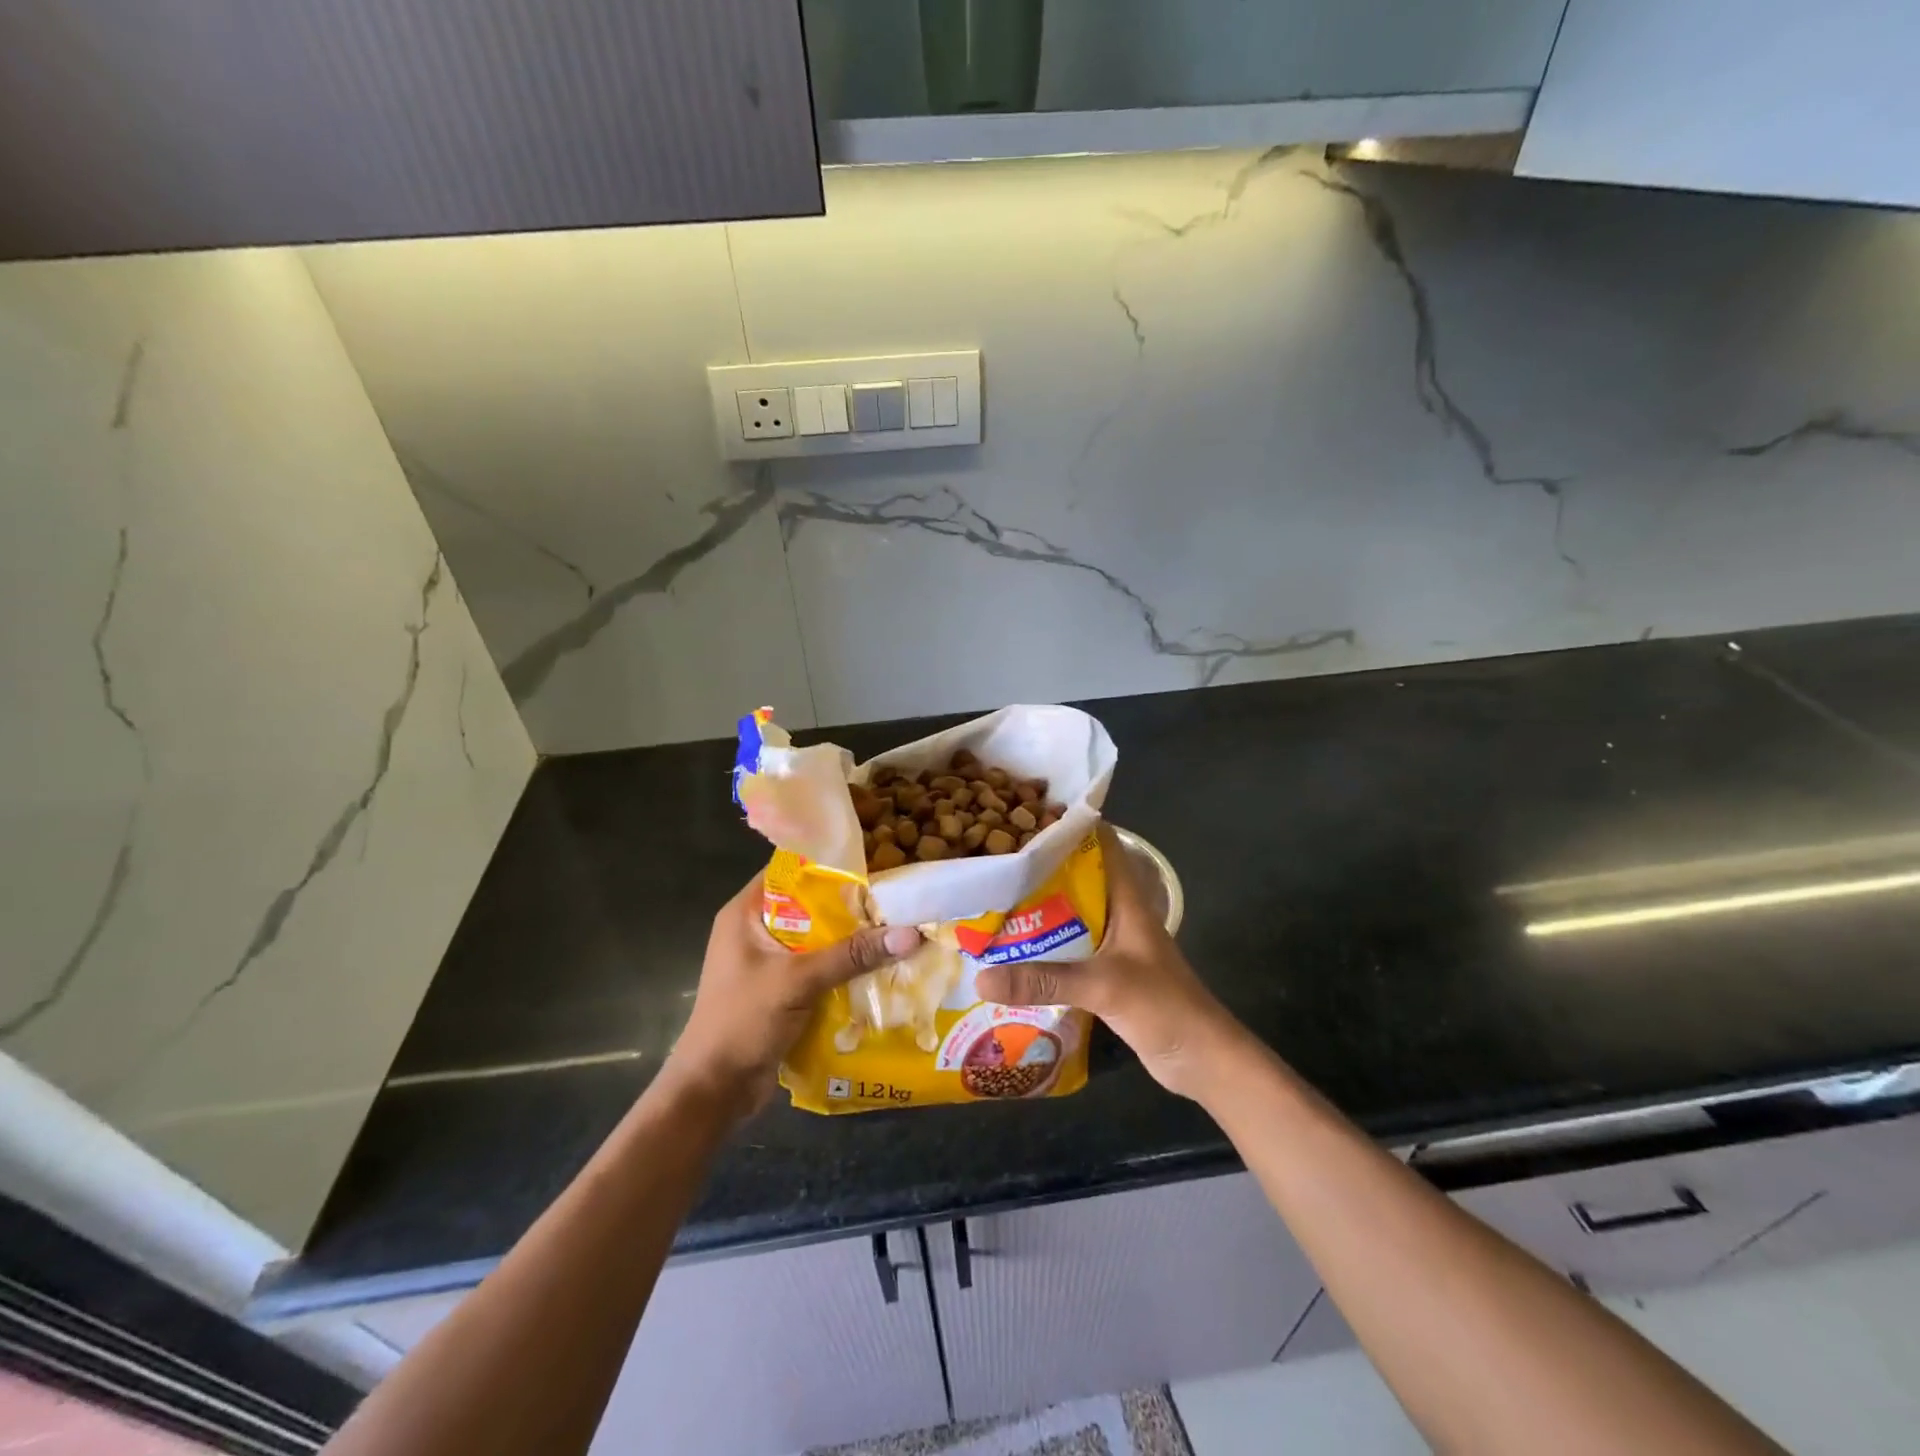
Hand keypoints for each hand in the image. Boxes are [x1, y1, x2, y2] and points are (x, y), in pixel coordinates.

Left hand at [661, 875, 922, 1116]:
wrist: (713, 1092)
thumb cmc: (742, 1021)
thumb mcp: (798, 981)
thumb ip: (852, 955)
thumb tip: (911, 933)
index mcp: (746, 913)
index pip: (791, 871)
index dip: (830, 864)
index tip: (874, 864)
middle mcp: (756, 930)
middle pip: (811, 906)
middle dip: (851, 907)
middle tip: (896, 900)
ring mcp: (768, 963)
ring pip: (818, 940)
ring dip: (851, 942)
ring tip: (897, 931)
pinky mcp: (781, 991)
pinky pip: (819, 969)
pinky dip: (844, 969)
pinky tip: (879, 969)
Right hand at [975, 825, 1246, 1100]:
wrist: (1202, 1060)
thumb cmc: (1164, 1006)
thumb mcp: (1104, 985)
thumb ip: (1044, 979)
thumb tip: (980, 977)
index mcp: (1127, 899)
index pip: (1101, 845)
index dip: (1069, 825)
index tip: (1025, 817)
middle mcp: (1118, 914)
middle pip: (1077, 878)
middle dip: (1040, 869)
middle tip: (994, 860)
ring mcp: (1112, 946)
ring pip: (1069, 916)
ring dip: (1038, 910)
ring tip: (991, 900)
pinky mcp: (1105, 975)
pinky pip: (1067, 951)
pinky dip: (1042, 948)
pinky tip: (1010, 952)